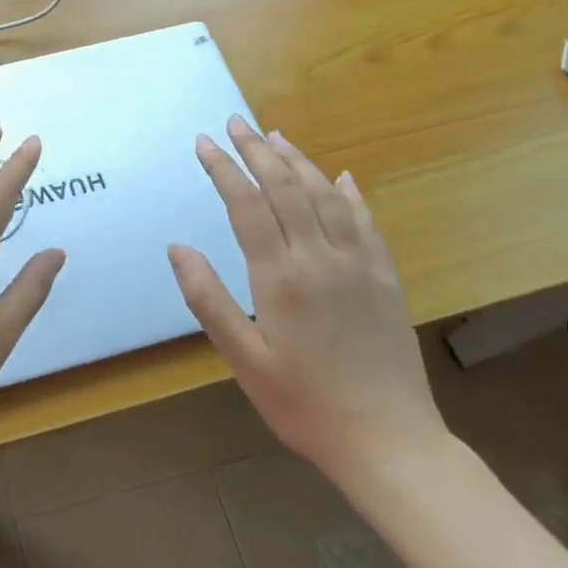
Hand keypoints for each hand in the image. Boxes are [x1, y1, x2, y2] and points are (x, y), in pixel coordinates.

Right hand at [168, 116, 448, 487]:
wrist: (390, 444)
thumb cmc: (304, 404)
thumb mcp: (244, 359)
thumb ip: (208, 299)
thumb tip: (177, 247)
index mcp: (281, 277)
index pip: (247, 204)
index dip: (223, 169)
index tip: (204, 143)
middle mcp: (321, 258)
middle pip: (286, 188)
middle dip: (256, 150)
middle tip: (235, 123)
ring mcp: (359, 265)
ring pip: (326, 196)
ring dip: (298, 162)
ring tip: (275, 137)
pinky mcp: (386, 278)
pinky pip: (366, 222)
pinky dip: (350, 194)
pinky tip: (341, 177)